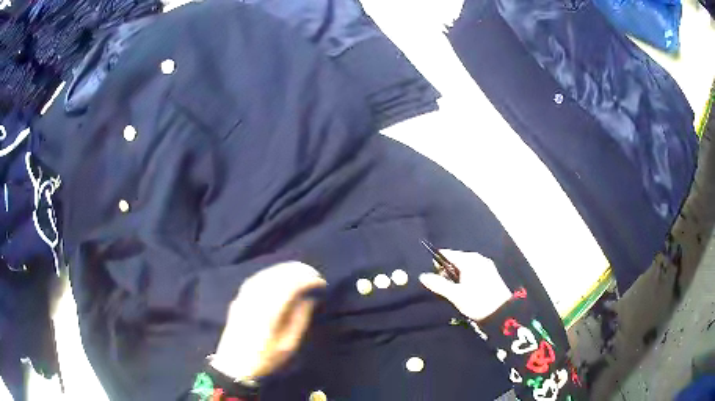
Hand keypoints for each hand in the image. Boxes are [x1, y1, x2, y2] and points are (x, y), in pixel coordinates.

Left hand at [210, 262, 326, 380]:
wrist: (235, 365)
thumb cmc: (266, 358)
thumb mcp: (289, 344)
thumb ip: (300, 319)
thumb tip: (310, 298)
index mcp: (270, 311)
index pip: (291, 285)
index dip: (308, 280)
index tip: (321, 283)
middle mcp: (256, 298)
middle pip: (278, 275)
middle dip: (298, 271)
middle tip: (313, 274)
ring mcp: (245, 297)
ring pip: (266, 273)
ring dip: (284, 269)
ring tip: (300, 271)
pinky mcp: (239, 298)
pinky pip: (256, 278)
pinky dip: (270, 273)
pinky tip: (277, 275)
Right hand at [419, 249, 511, 320]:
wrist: (501, 313)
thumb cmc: (477, 302)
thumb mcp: (456, 295)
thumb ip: (439, 284)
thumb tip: (422, 276)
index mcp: (469, 260)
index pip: (448, 254)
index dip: (436, 262)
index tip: (430, 274)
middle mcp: (478, 258)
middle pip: (456, 259)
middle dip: (446, 270)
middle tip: (440, 285)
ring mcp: (485, 265)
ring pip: (464, 266)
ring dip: (456, 275)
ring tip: (451, 290)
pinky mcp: (490, 273)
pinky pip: (472, 270)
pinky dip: (465, 277)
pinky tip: (463, 289)